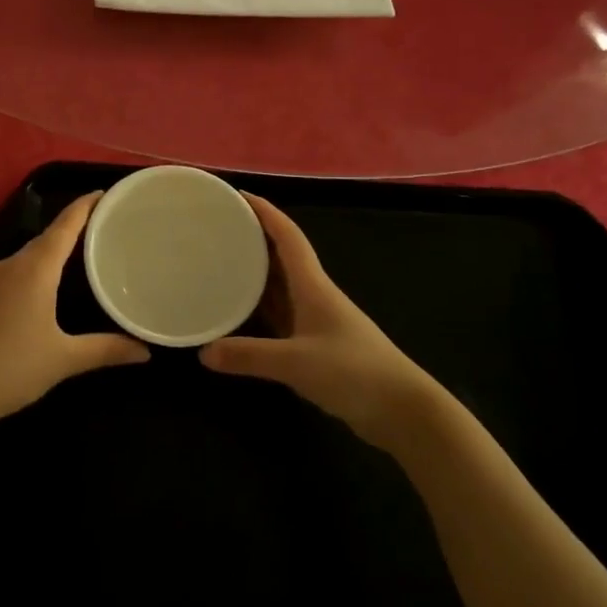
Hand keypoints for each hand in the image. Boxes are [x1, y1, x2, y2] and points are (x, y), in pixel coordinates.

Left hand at [0, 193, 148, 430]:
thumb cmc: (12, 367)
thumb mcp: (65, 359)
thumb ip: (106, 350)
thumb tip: (145, 351)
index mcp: (35, 268)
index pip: (65, 225)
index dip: (85, 206)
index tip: (107, 193)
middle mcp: (13, 264)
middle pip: (49, 235)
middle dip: (76, 225)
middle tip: (108, 225)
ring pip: (32, 252)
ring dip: (57, 246)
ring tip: (87, 250)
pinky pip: (20, 268)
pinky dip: (41, 265)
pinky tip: (53, 282)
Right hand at [199, 195, 432, 449]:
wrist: (402, 410)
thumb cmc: (353, 372)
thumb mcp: (296, 363)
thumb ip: (249, 356)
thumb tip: (203, 352)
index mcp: (313, 285)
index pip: (288, 236)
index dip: (265, 212)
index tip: (238, 195)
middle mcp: (314, 294)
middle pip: (281, 256)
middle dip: (253, 237)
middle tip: (218, 228)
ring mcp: (317, 319)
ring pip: (280, 285)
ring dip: (255, 271)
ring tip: (220, 261)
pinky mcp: (317, 344)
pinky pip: (281, 314)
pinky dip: (260, 306)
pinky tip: (240, 310)